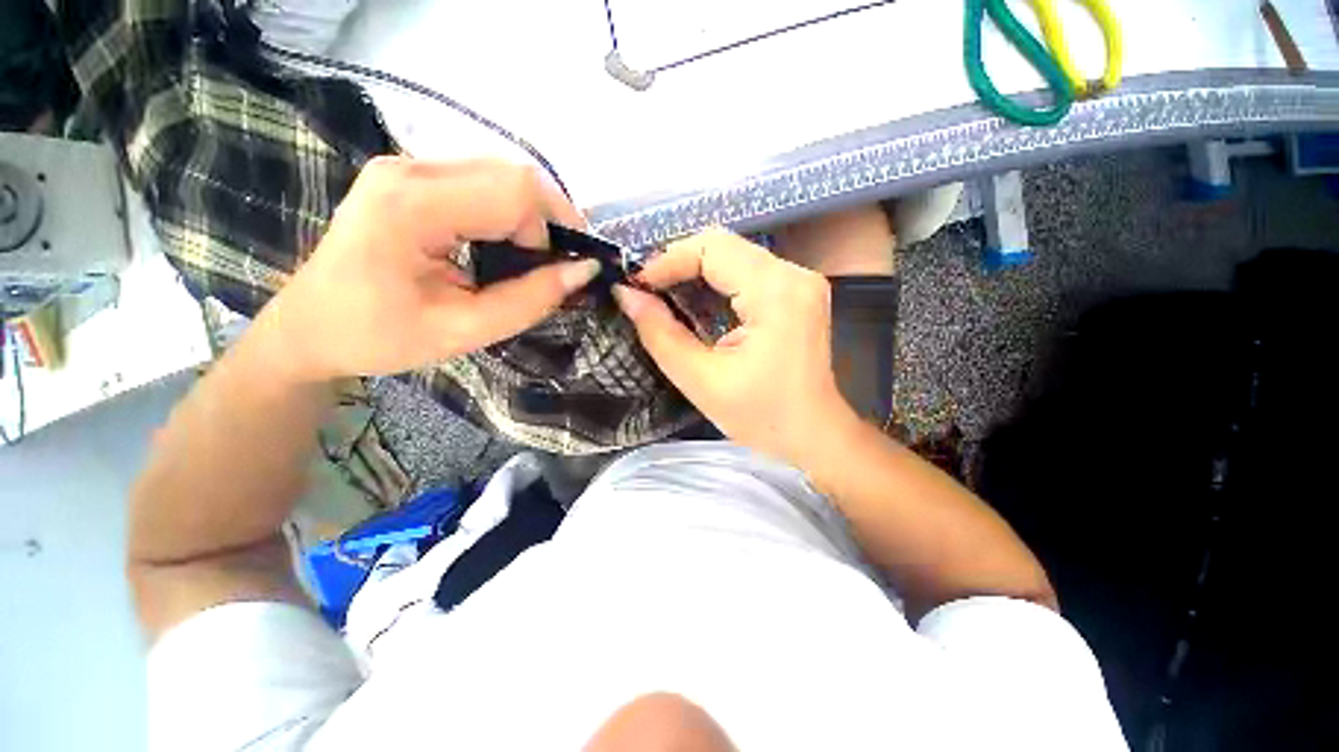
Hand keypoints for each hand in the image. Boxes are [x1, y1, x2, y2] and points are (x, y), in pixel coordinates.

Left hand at [256, 158, 601, 381]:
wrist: (310, 328)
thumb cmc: (379, 338)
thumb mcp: (463, 332)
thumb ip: (529, 301)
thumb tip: (584, 271)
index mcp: (411, 206)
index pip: (514, 192)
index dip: (550, 232)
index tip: (553, 274)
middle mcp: (409, 169)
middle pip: (513, 173)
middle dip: (548, 221)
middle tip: (551, 267)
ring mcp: (407, 166)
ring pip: (503, 173)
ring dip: (531, 216)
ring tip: (529, 260)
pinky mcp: (411, 176)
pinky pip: (483, 180)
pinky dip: (510, 212)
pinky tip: (505, 245)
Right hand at [614, 228, 856, 464]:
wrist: (813, 435)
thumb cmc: (762, 416)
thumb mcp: (702, 380)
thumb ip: (660, 334)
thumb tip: (627, 295)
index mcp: (775, 292)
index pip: (712, 249)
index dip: (668, 261)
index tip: (638, 286)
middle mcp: (794, 274)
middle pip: (724, 245)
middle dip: (679, 263)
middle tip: (648, 291)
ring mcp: (800, 281)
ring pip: (734, 254)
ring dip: (696, 271)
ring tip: (666, 297)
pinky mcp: (798, 292)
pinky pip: (748, 270)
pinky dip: (716, 282)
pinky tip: (697, 303)